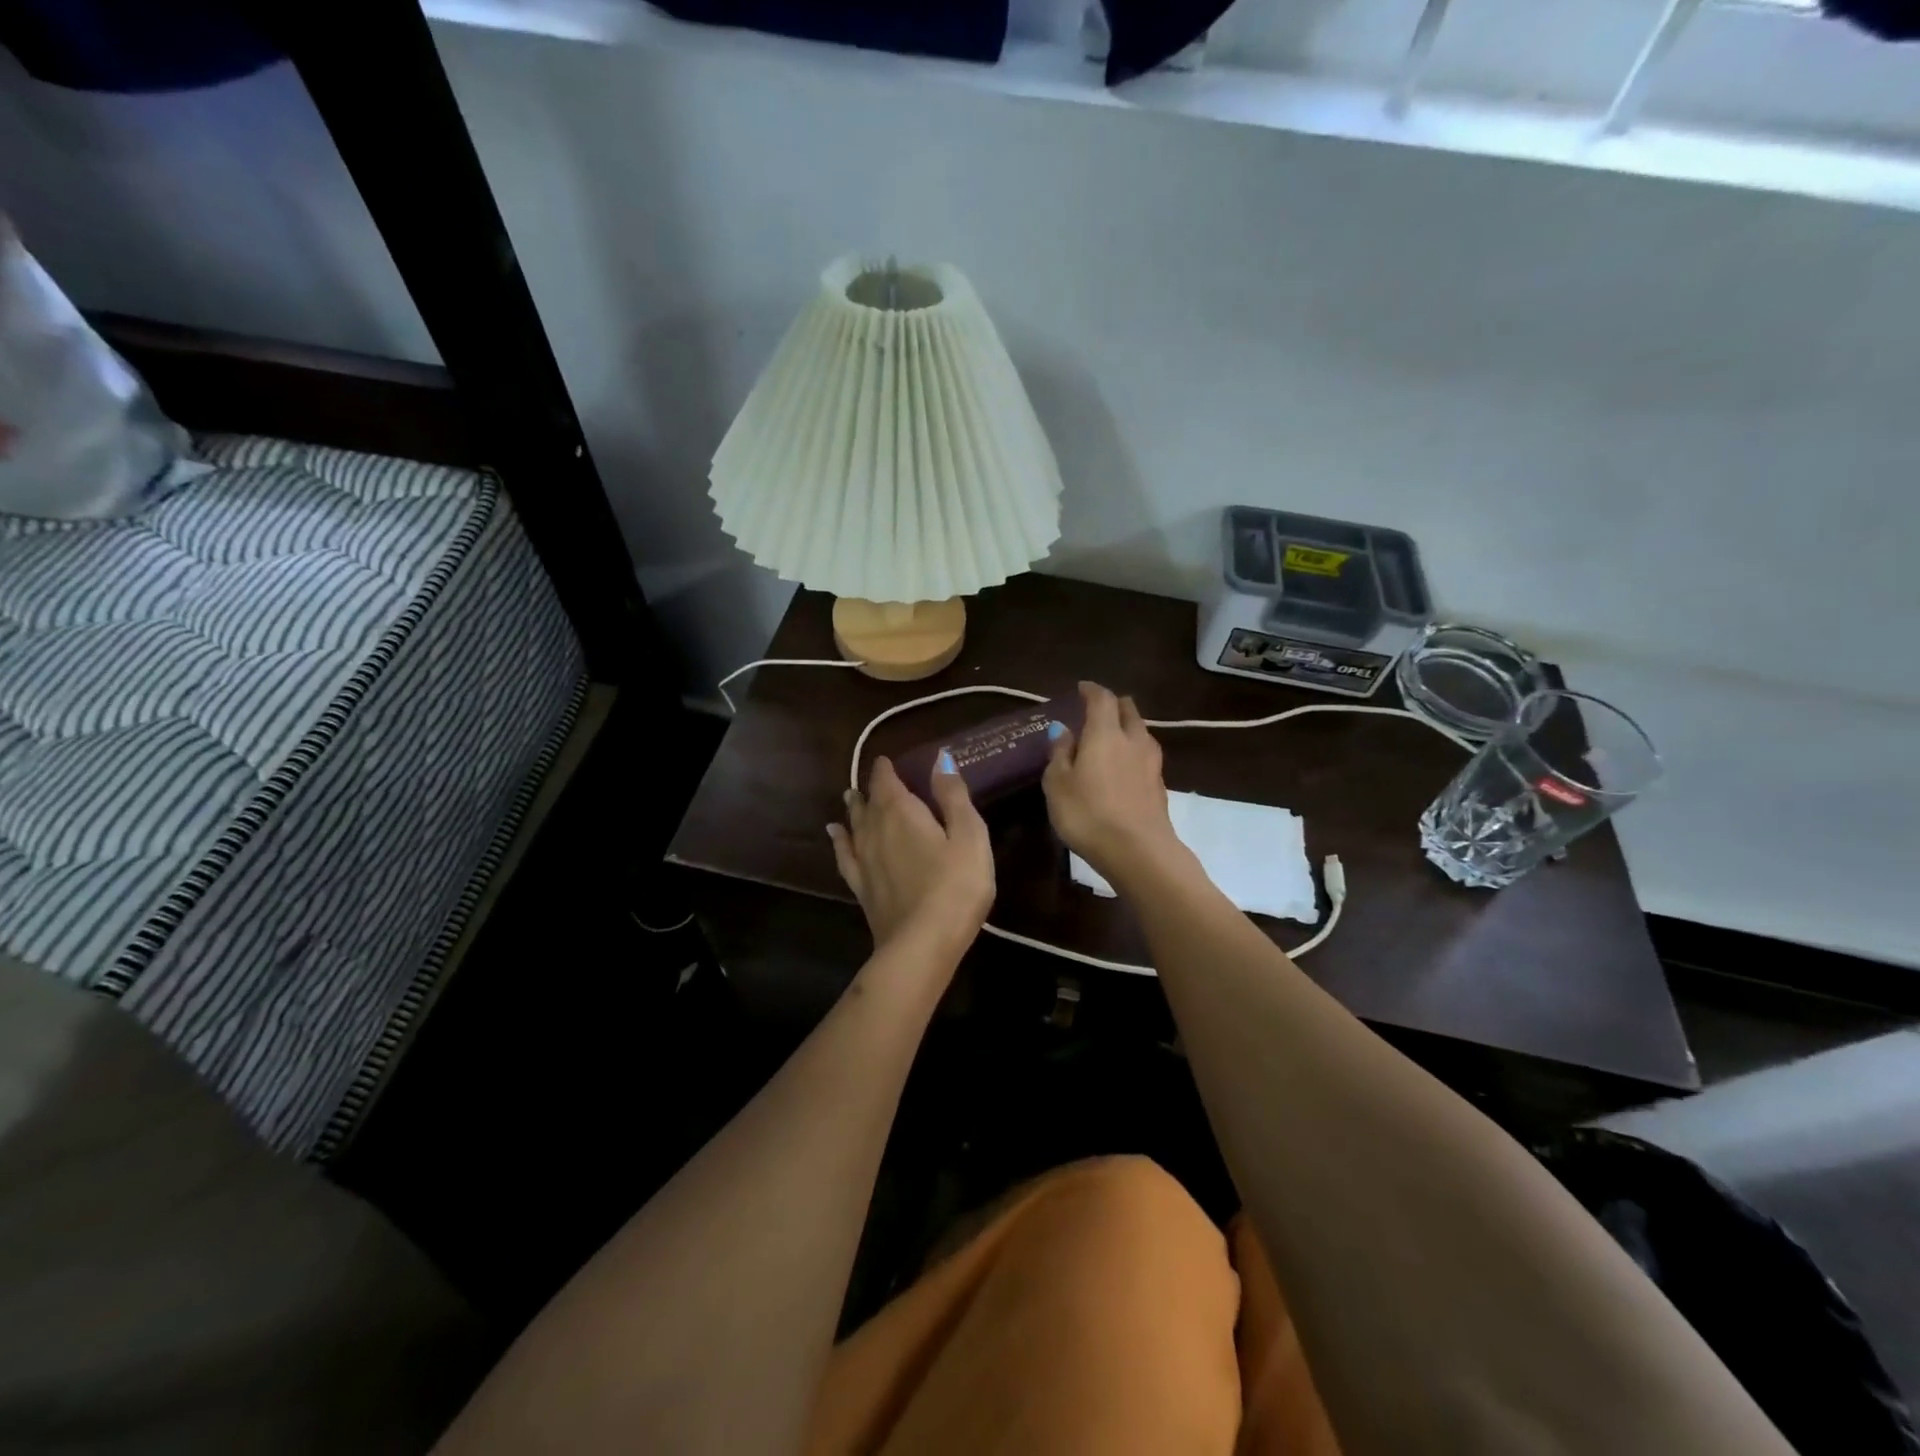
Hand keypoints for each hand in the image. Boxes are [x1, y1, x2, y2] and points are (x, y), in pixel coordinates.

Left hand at [829, 757, 993, 954]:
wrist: (921, 945)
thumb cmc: (955, 886)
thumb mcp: (969, 836)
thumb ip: (953, 796)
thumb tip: (939, 758)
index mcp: (901, 812)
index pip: (887, 781)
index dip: (886, 769)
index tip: (886, 760)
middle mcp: (875, 830)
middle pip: (868, 802)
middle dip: (871, 788)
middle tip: (872, 779)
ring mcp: (864, 860)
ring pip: (854, 825)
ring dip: (854, 809)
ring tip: (850, 797)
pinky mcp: (862, 888)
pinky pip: (844, 855)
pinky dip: (839, 840)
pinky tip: (834, 834)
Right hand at [1043, 682, 1186, 887]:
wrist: (1139, 852)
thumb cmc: (1088, 814)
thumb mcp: (1058, 784)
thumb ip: (1060, 753)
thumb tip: (1063, 730)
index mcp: (1105, 733)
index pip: (1101, 698)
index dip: (1091, 690)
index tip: (1081, 688)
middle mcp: (1133, 740)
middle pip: (1128, 710)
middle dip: (1113, 705)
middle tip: (1097, 710)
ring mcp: (1151, 763)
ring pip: (1140, 733)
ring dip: (1126, 729)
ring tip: (1110, 739)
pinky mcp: (1159, 786)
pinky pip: (1145, 757)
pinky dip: (1133, 753)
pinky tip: (1123, 767)